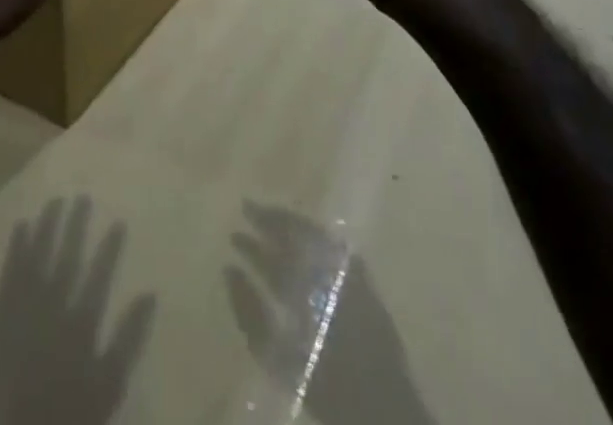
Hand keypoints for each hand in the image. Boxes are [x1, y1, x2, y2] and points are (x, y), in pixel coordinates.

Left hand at [0, 196, 156, 424]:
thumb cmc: (63, 416)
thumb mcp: (106, 389)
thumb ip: (127, 342)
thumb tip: (150, 296)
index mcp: (79, 328)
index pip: (98, 278)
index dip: (109, 250)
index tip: (119, 222)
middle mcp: (52, 310)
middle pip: (66, 260)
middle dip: (75, 228)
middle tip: (82, 197)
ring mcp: (22, 311)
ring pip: (37, 258)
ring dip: (47, 228)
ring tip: (55, 201)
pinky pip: (9, 274)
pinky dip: (16, 248)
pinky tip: (21, 226)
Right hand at [225, 202, 436, 424]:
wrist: (383, 411)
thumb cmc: (327, 387)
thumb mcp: (279, 360)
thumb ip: (250, 314)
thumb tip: (229, 270)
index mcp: (306, 286)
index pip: (275, 250)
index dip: (254, 238)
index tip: (236, 226)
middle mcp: (329, 272)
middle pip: (296, 234)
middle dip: (271, 221)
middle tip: (248, 208)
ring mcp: (352, 274)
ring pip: (316, 234)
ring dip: (293, 224)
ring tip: (272, 218)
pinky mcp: (368, 283)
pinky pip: (338, 247)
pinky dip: (318, 237)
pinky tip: (308, 237)